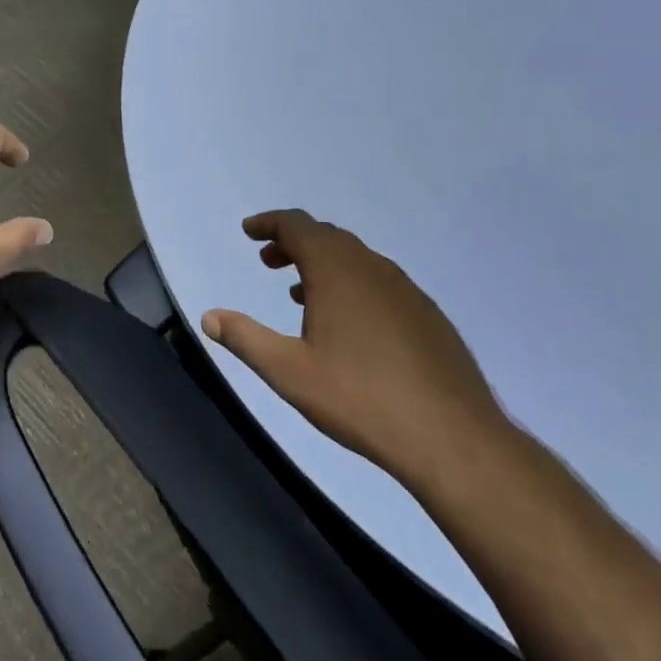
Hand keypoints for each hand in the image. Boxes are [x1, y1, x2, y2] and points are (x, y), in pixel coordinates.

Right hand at [201, 210, 509, 486]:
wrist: (452, 436)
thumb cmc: (360, 397)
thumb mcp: (289, 371)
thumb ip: (245, 338)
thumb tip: (209, 317)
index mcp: (336, 269)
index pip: (296, 225)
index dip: (269, 223)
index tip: (249, 231)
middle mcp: (370, 266)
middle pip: (326, 237)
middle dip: (293, 242)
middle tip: (269, 260)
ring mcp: (404, 288)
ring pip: (355, 259)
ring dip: (322, 264)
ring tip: (299, 292)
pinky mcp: (426, 313)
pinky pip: (378, 281)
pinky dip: (351, 283)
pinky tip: (348, 322)